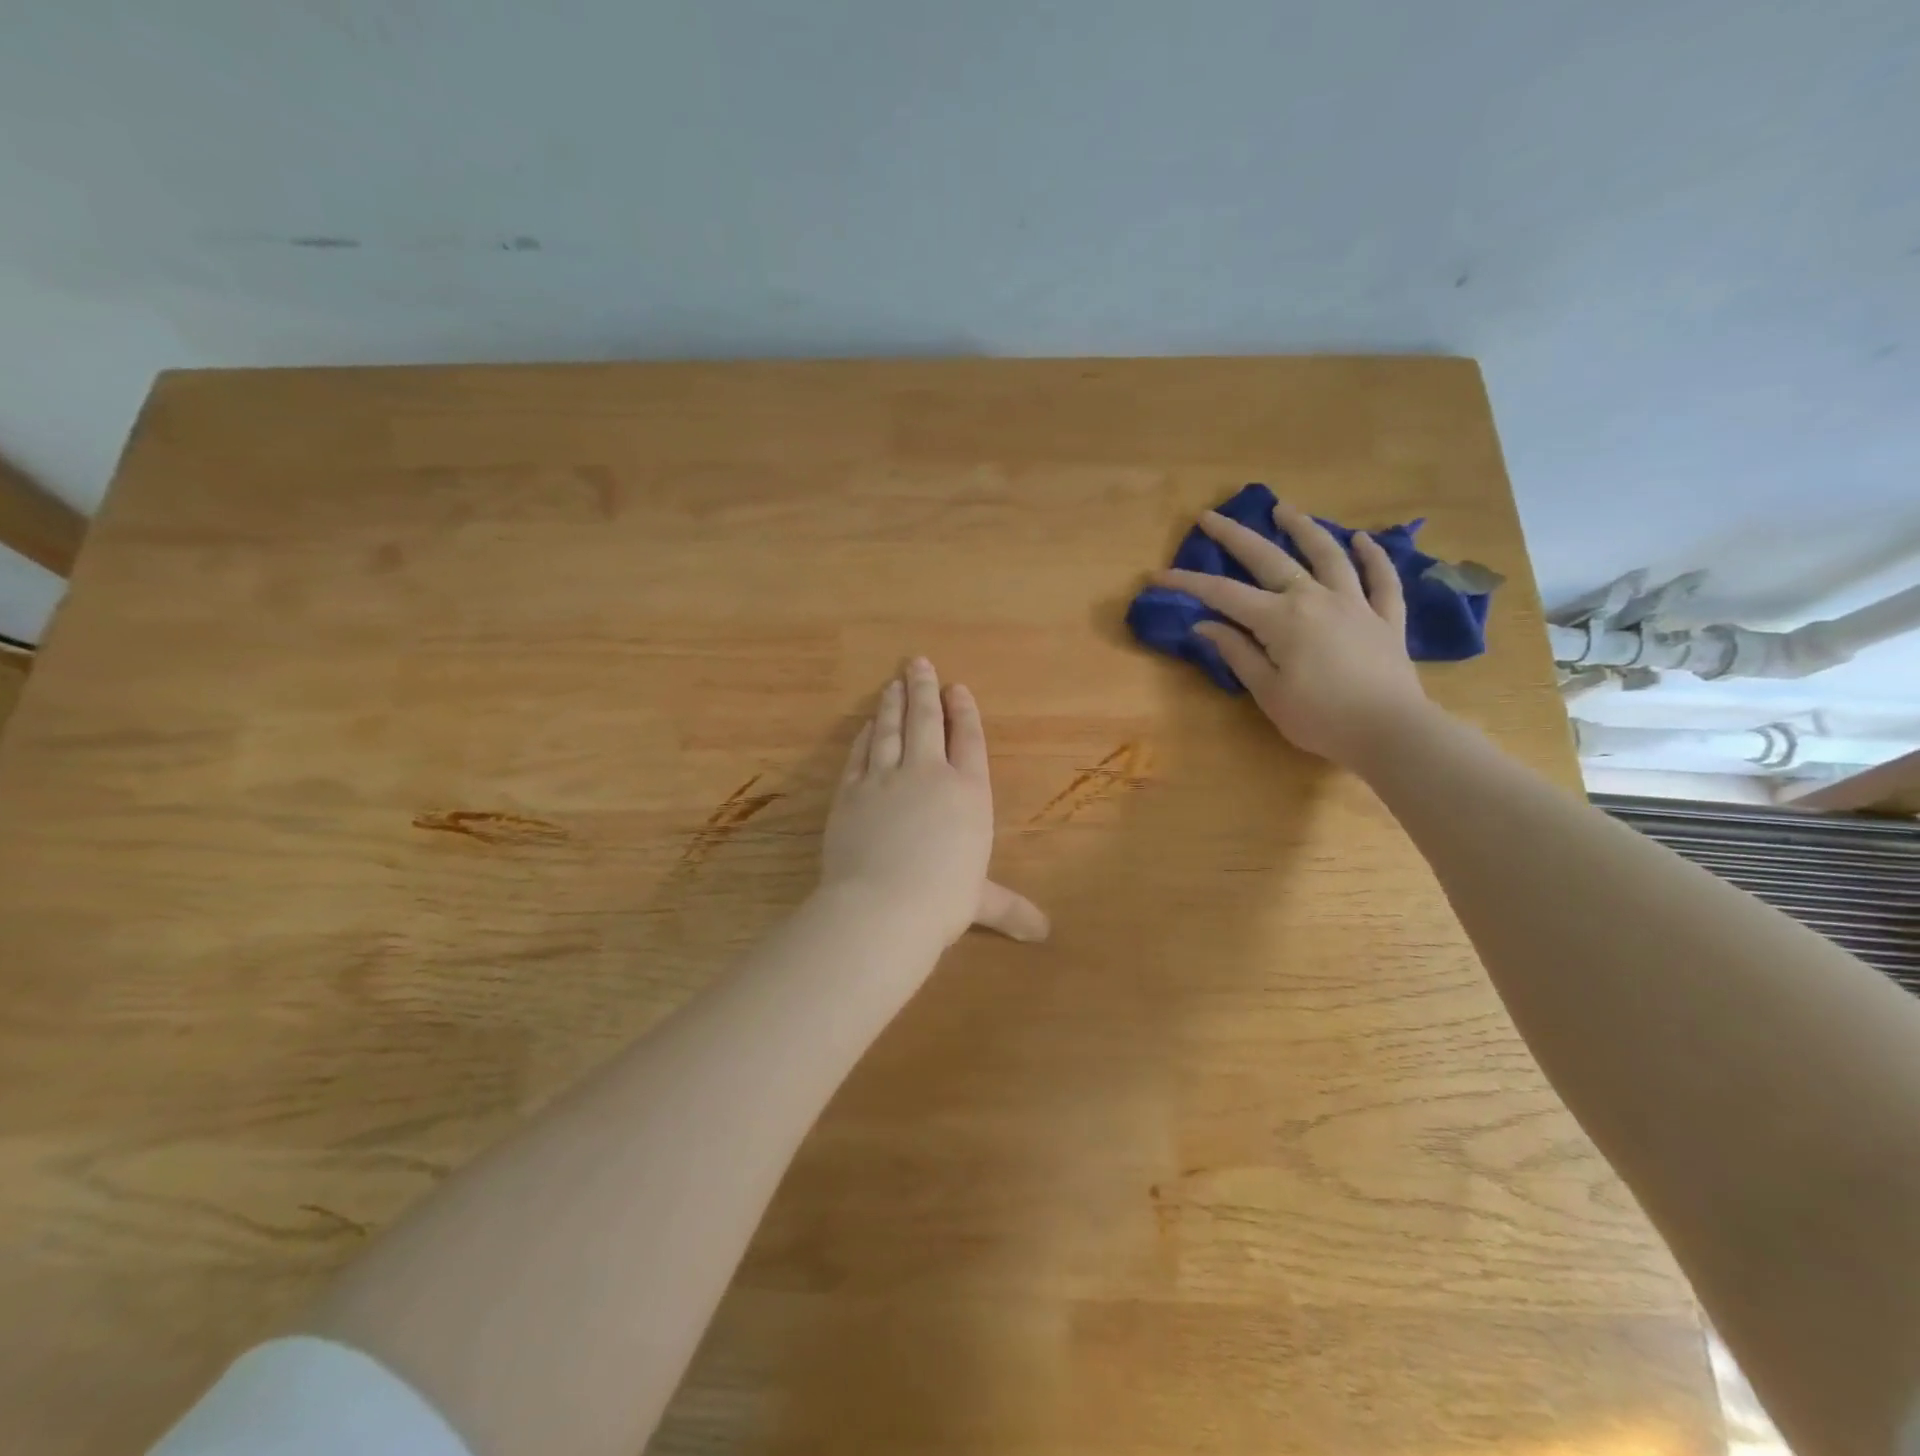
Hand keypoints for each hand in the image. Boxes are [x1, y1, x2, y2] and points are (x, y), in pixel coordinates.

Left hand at [820, 659, 1048, 946]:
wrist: (882, 905)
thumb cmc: (943, 900)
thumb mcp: (980, 902)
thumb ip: (1009, 908)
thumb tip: (1043, 933)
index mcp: (968, 793)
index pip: (969, 740)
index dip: (964, 712)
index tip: (957, 688)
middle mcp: (929, 775)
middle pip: (927, 721)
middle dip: (924, 689)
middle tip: (917, 663)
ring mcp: (886, 779)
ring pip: (890, 729)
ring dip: (893, 703)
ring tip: (893, 683)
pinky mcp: (851, 791)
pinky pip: (859, 754)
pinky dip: (864, 736)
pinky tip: (866, 725)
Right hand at [1156, 501, 1432, 767]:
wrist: (1390, 732)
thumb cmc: (1320, 718)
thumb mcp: (1268, 692)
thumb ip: (1237, 653)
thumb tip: (1204, 625)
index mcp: (1281, 619)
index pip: (1224, 595)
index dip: (1188, 583)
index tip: (1159, 575)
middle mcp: (1316, 598)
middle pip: (1270, 559)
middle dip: (1235, 536)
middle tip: (1211, 516)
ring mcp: (1355, 603)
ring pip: (1328, 555)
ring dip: (1303, 529)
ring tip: (1284, 509)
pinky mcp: (1386, 618)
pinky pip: (1381, 578)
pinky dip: (1372, 555)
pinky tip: (1361, 539)